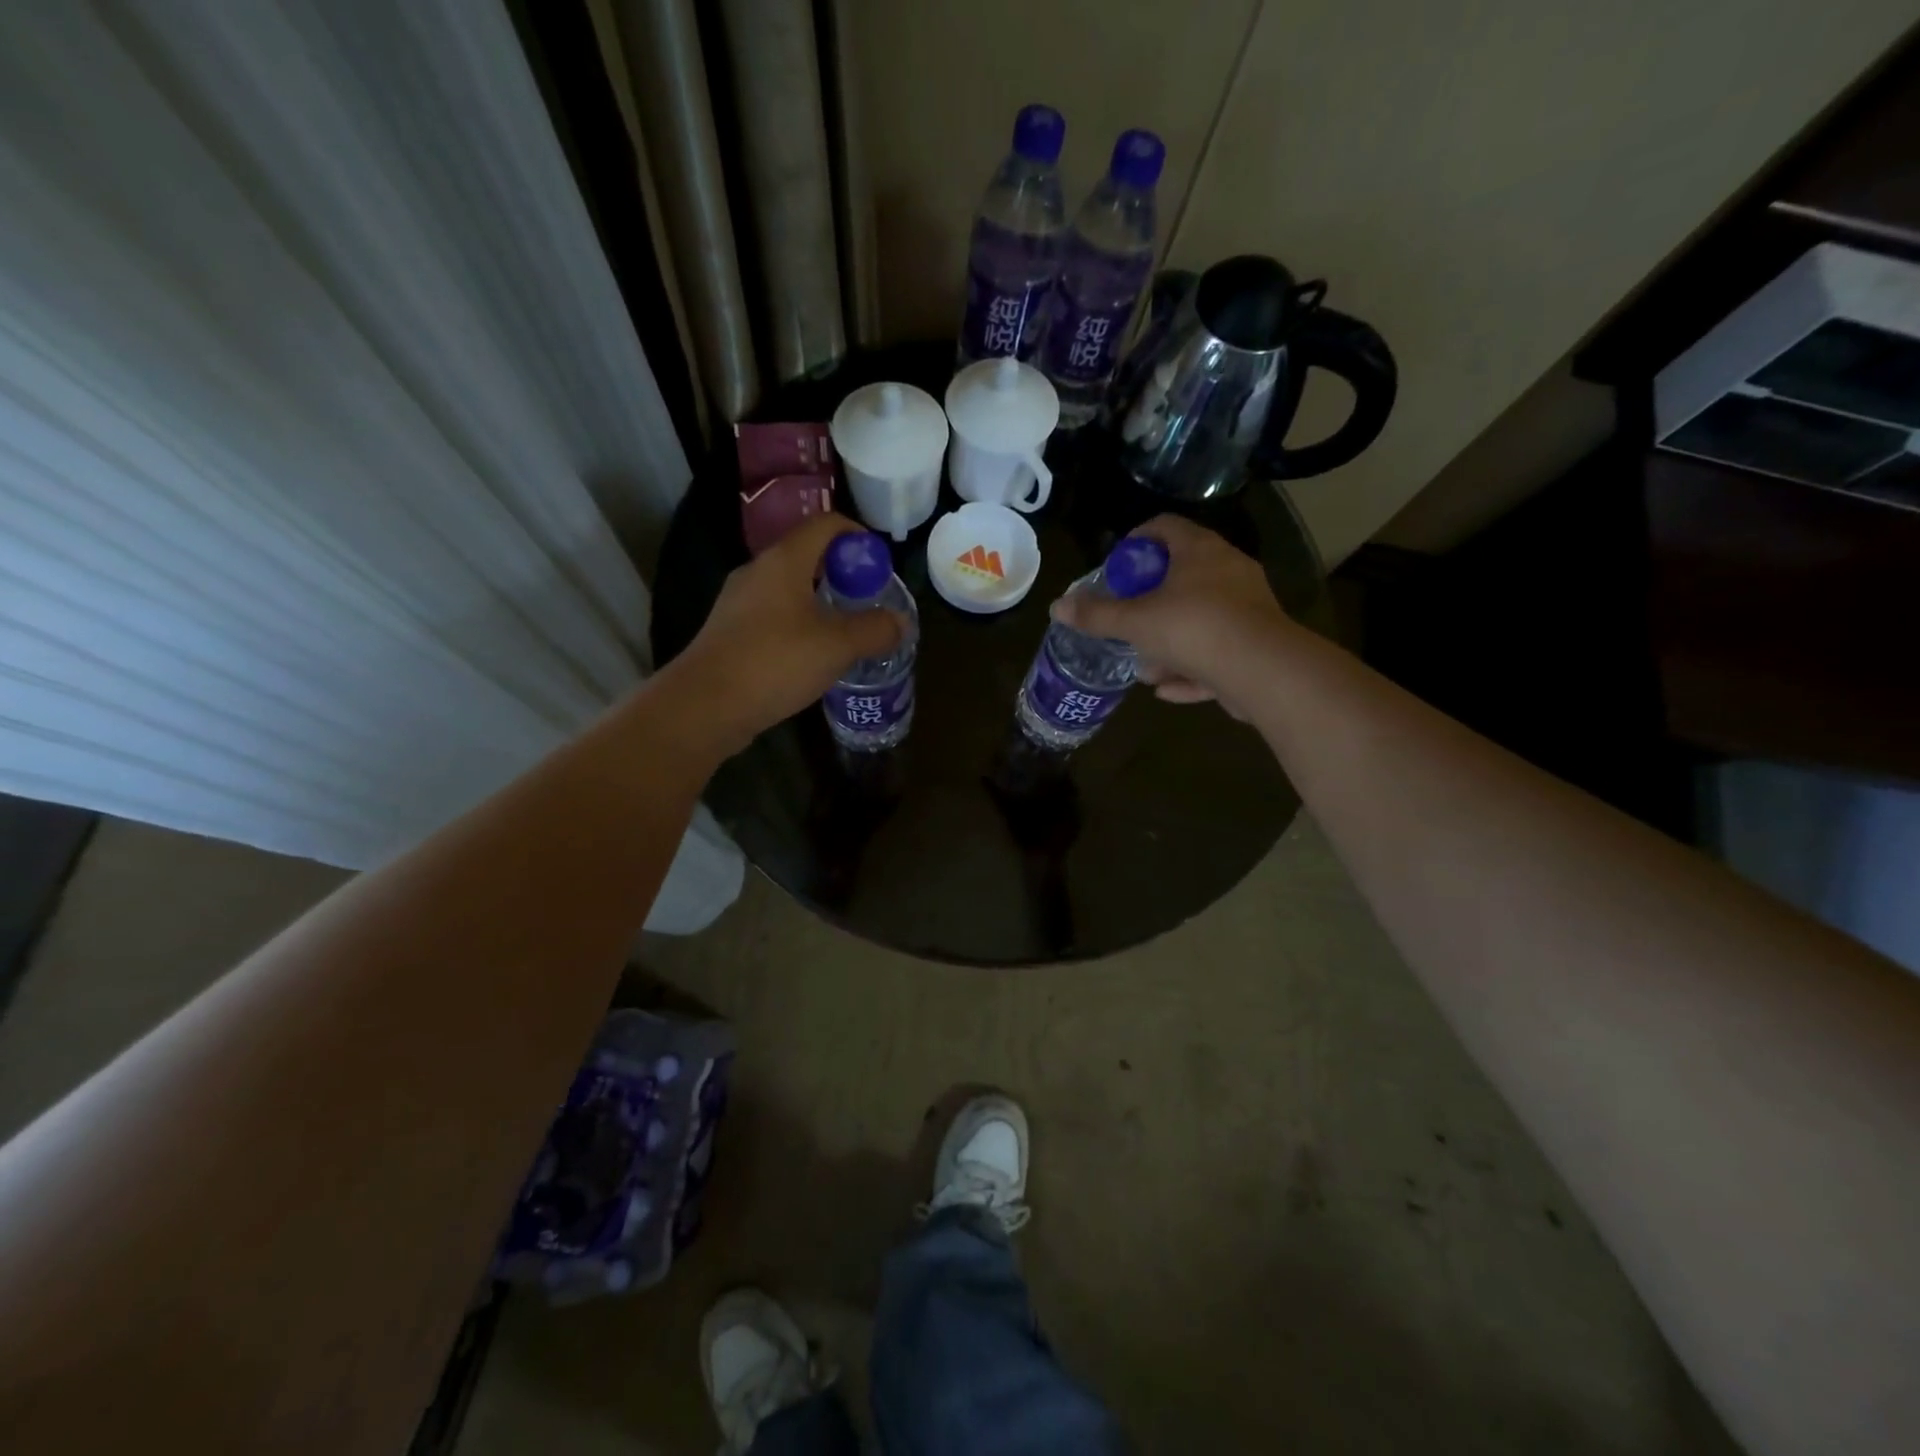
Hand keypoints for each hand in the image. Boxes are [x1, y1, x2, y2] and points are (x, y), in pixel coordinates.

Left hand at [657, 513, 902, 755]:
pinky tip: (812, 656)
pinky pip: (773, 615)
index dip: (858, 537)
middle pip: (808, 556)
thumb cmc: (775, 662)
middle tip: (869, 602)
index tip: (880, 566)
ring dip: (821, 603)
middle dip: (843, 575)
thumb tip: (901, 623)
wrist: (705, 705)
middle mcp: (758, 572)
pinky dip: (799, 625)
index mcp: (784, 561)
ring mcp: (739, 602)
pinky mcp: (730, 632)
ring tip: (846, 632)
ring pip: (790, 589)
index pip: (826, 525)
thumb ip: (875, 630)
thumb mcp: (837, 646)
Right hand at [1051, 514, 1297, 716]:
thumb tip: (1057, 606)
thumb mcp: (1135, 622)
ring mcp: (1247, 607)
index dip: (1135, 541)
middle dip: (1149, 602)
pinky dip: (1191, 668)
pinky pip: (1216, 652)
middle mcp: (1228, 570)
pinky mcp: (1257, 644)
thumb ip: (1096, 616)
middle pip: (1182, 575)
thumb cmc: (1193, 629)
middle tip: (1126, 618)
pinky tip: (1167, 690)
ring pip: (1199, 619)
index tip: (1116, 566)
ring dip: (1169, 643)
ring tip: (1144, 667)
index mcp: (1200, 551)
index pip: (1164, 527)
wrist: (1263, 671)